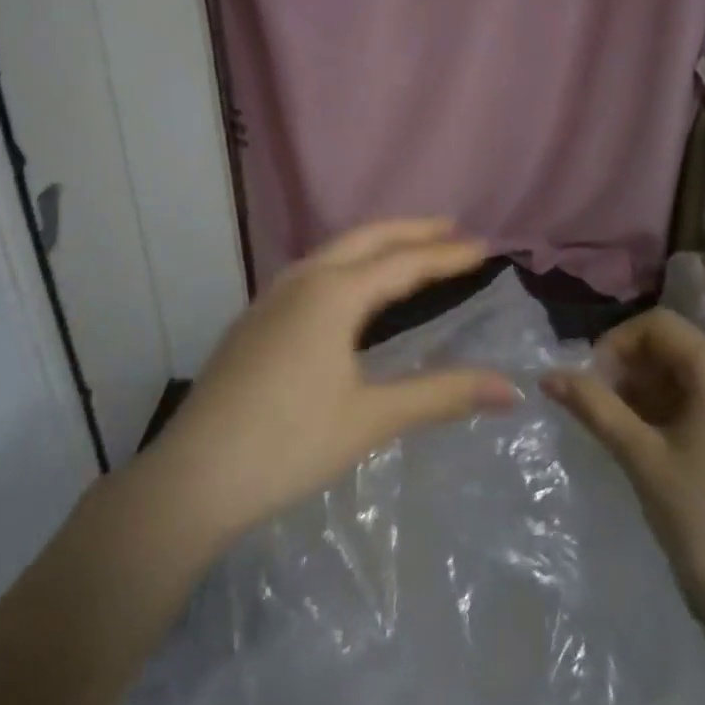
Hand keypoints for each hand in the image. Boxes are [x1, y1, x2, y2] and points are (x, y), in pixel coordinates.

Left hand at [146, 219, 518, 546]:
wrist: (194, 476)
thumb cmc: (290, 443)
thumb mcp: (372, 418)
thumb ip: (442, 395)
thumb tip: (510, 388)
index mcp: (333, 293)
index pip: (404, 263)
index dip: (447, 255)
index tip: (484, 245)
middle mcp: (302, 280)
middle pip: (366, 239)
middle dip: (411, 230)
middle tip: (450, 227)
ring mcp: (271, 297)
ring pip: (334, 252)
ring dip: (376, 245)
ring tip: (408, 250)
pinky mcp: (255, 319)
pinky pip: (313, 272)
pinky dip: (347, 265)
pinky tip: (350, 290)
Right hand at [543, 309, 704, 632]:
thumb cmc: (704, 522)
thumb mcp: (640, 456)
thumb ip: (594, 405)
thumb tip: (548, 375)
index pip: (659, 327)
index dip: (616, 344)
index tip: (591, 383)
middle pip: (680, 349)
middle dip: (634, 371)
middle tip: (603, 410)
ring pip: (699, 376)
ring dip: (656, 391)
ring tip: (627, 431)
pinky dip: (686, 409)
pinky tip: (664, 445)